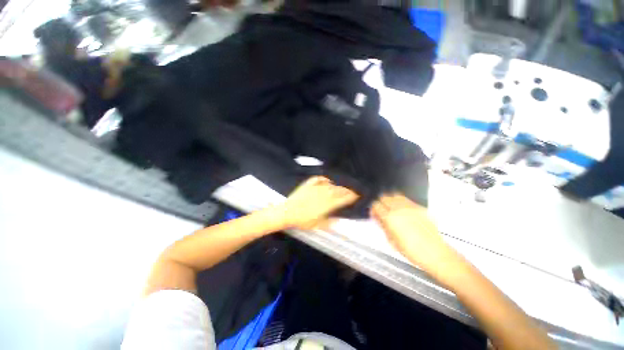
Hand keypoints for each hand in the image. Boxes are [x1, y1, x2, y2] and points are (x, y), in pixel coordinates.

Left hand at [280, 176, 358, 229]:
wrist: (287, 212)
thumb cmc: (302, 220)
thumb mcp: (317, 225)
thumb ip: (329, 222)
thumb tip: (339, 220)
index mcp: (327, 204)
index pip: (342, 199)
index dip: (350, 197)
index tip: (356, 195)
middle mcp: (323, 194)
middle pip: (338, 190)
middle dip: (347, 190)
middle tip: (352, 190)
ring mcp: (315, 188)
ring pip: (330, 185)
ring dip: (338, 184)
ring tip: (343, 185)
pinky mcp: (308, 185)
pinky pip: (318, 179)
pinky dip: (324, 179)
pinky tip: (327, 179)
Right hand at [371, 194, 454, 272]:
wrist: (434, 253)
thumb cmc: (411, 251)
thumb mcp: (391, 240)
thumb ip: (383, 225)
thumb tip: (377, 217)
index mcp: (390, 218)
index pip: (376, 205)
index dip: (374, 209)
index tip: (375, 213)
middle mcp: (399, 209)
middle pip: (384, 197)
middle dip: (381, 203)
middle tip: (383, 210)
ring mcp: (410, 207)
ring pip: (395, 195)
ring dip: (391, 200)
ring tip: (393, 208)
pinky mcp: (420, 208)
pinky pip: (407, 200)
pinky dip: (402, 202)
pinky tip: (404, 211)